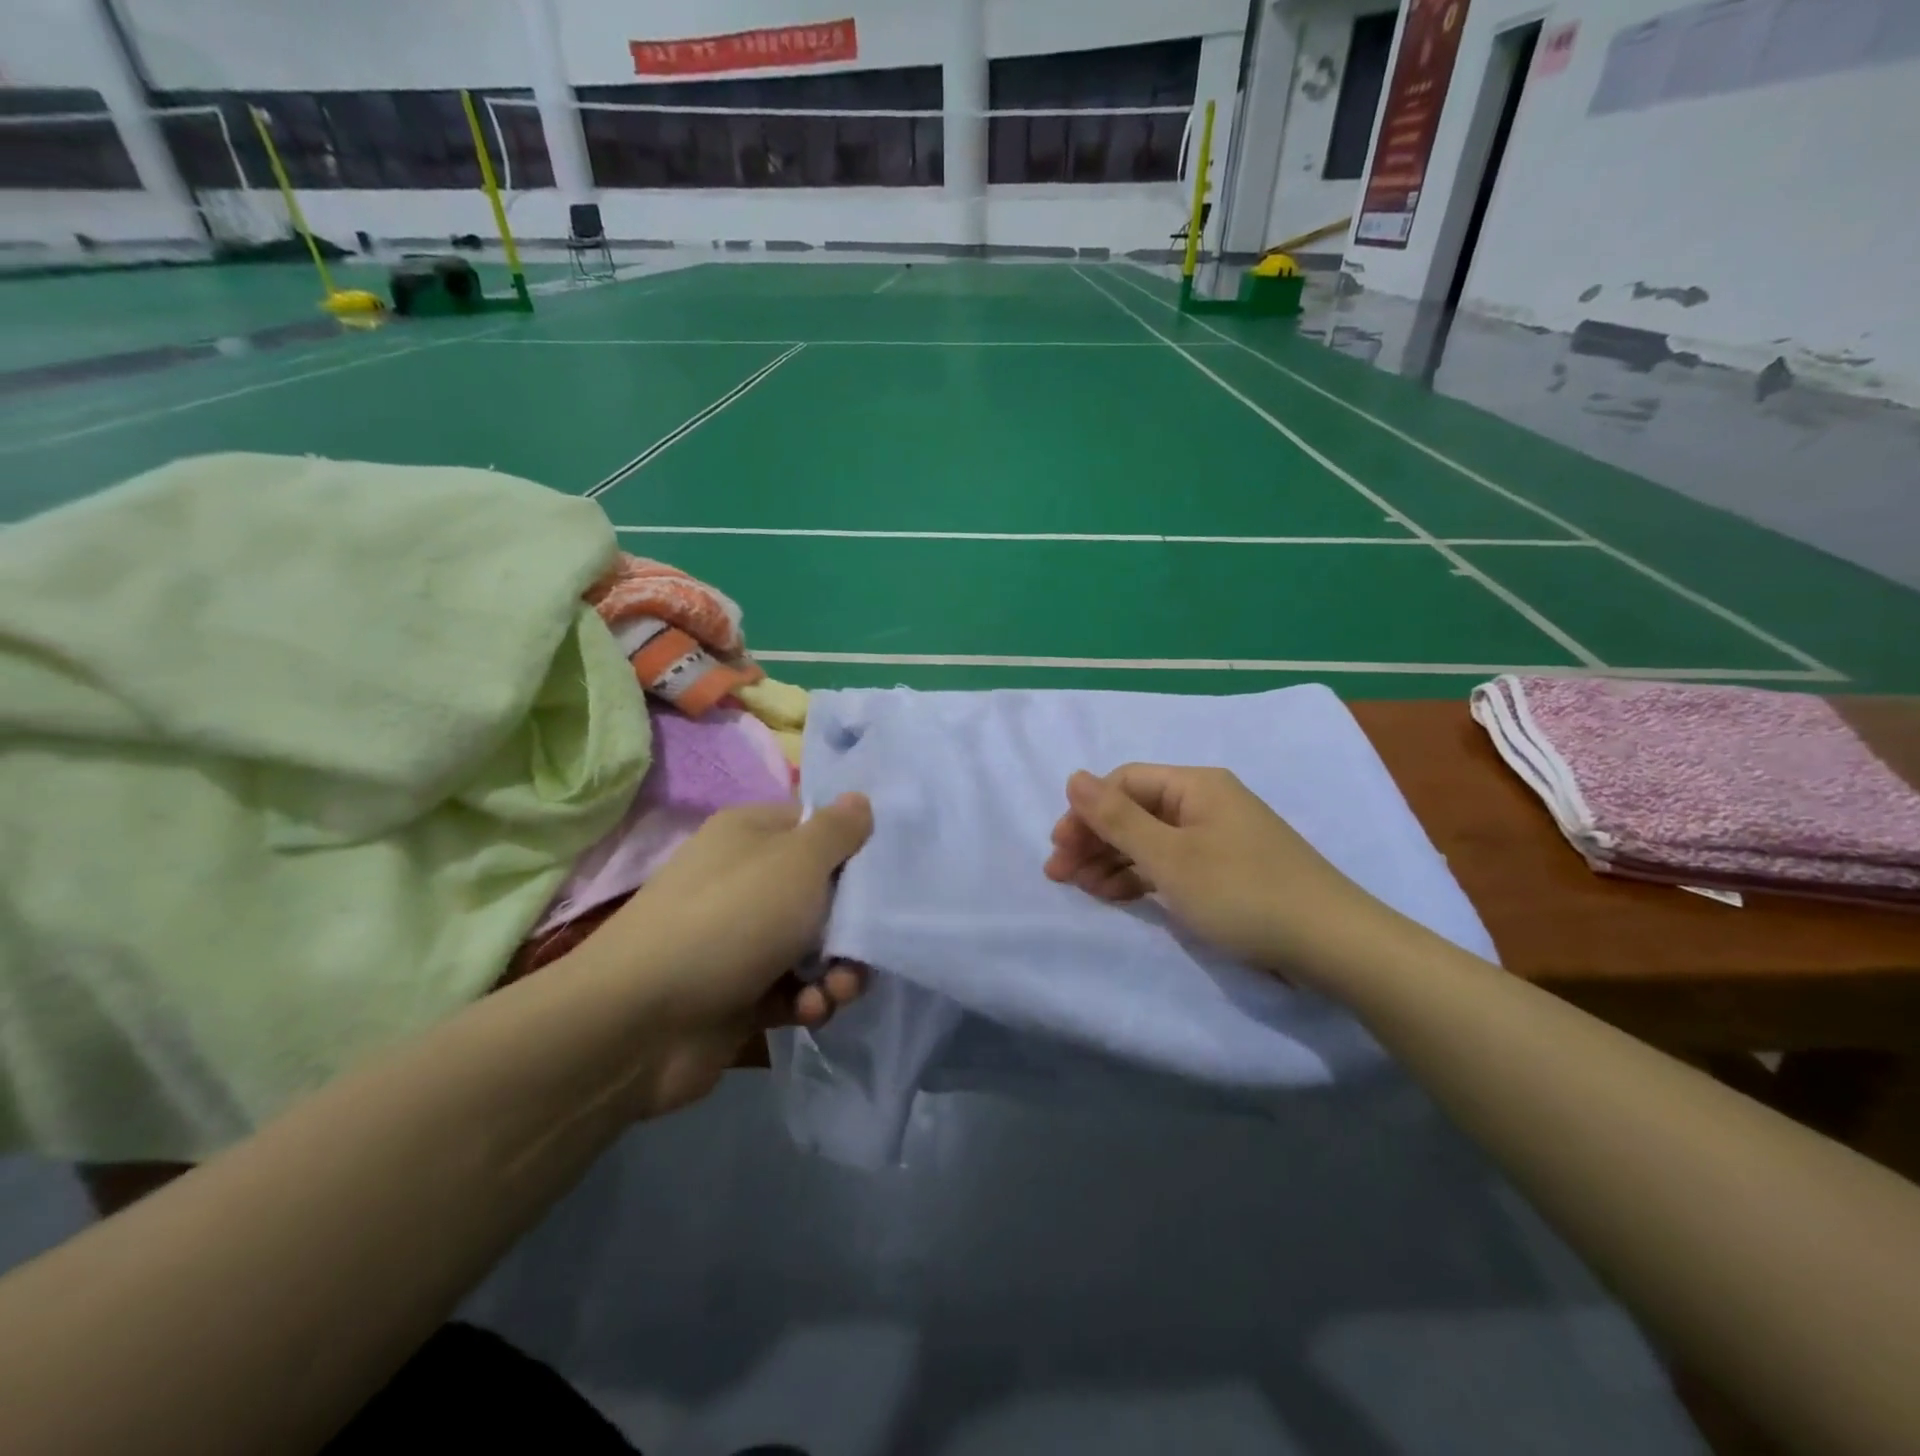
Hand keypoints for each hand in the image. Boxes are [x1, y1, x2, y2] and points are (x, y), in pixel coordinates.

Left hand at [575, 794, 872, 1115]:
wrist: (640, 1022)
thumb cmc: (731, 919)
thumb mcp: (797, 862)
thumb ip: (838, 830)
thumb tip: (860, 800)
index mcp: (752, 835)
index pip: (817, 827)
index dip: (854, 849)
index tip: (884, 875)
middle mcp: (746, 880)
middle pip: (823, 892)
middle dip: (851, 924)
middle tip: (864, 947)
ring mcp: (740, 939)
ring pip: (814, 947)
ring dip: (837, 971)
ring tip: (836, 991)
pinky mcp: (739, 993)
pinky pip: (793, 989)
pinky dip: (809, 1000)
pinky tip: (810, 1011)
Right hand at [1044, 764, 1388, 980]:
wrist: (1333, 945)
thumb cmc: (1243, 893)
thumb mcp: (1170, 857)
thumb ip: (1117, 819)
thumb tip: (1073, 776)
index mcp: (1195, 786)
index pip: (1124, 783)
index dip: (1086, 811)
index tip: (1059, 848)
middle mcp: (1206, 803)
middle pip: (1135, 811)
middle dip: (1094, 839)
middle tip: (1061, 874)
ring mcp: (1218, 838)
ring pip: (1150, 840)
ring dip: (1113, 861)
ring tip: (1084, 890)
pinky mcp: (1226, 871)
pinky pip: (1171, 864)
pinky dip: (1141, 879)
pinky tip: (1118, 897)